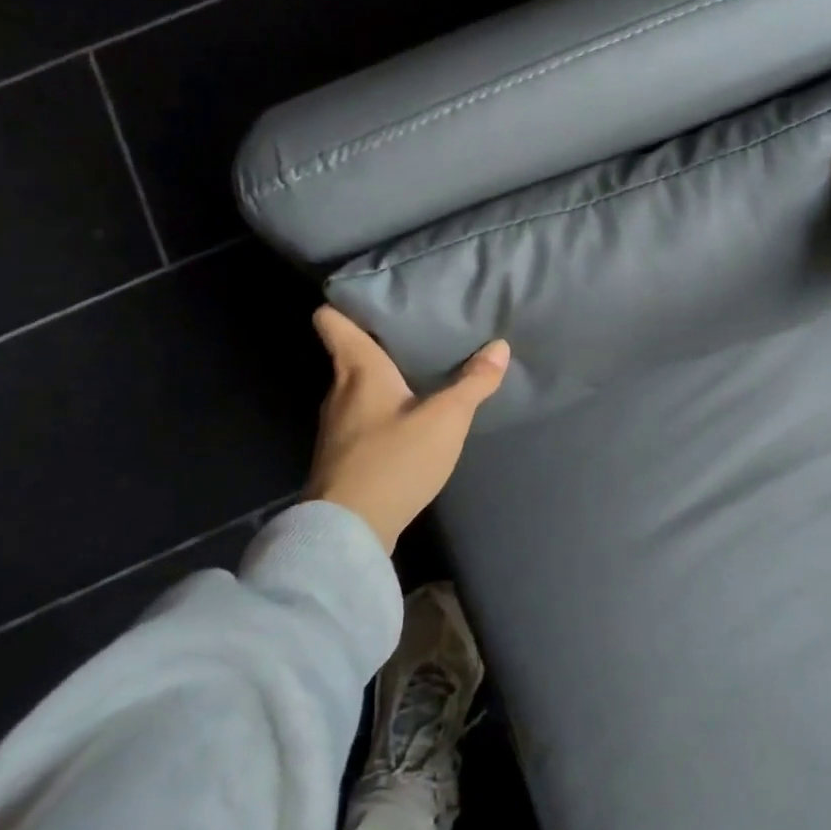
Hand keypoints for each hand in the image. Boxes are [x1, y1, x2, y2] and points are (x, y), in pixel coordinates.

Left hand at [305, 306, 510, 552]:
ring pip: (355, 387)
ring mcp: (335, 426)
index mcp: (358, 370)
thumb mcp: (446, 419)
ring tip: (418, 373)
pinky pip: (360, 417)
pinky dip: (381, 411)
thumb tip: (500, 346)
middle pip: (349, 353)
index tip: (371, 297)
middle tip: (415, 333)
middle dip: (378, 342)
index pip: (331, 321)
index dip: (344, 304)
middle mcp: (339, 391)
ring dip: (381, 380)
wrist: (349, 531)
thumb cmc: (394, 461)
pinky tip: (408, 421)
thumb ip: (473, 383)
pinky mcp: (340, 455)